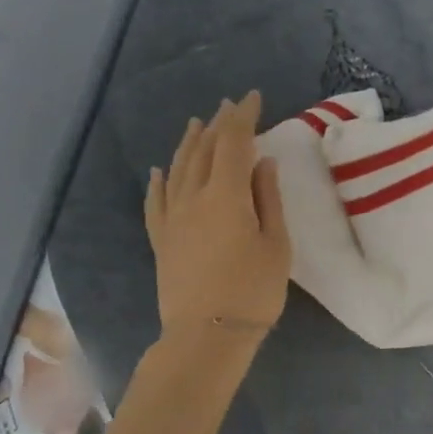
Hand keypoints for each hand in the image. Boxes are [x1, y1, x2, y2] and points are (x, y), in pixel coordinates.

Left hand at [145, 91, 291, 337]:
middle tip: (229, 107)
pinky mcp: (161, 239)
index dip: (242, 117)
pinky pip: (156, 200)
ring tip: (197, 124)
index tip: (252, 98)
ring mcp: (172, 218)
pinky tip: (160, 171)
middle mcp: (193, 197)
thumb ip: (268, 199)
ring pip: (177, 169)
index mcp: (226, 195)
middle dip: (217, 125)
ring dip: (189, 143)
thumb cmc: (253, 291)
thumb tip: (262, 162)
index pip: (233, 143)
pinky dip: (159, 181)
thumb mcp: (276, 244)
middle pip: (203, 150)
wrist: (207, 335)